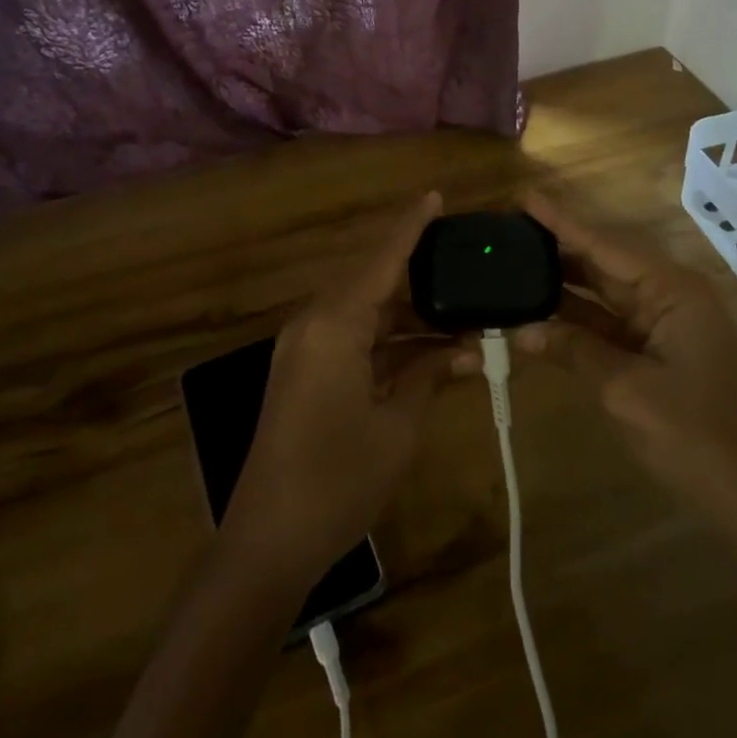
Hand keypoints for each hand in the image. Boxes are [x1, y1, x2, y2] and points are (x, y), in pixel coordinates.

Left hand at [223, 191, 478, 578]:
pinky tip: (426, 350)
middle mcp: (314, 323)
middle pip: (373, 283)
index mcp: (335, 324)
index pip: (382, 261)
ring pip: (365, 312)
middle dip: (420, 277)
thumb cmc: (338, 480)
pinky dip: (387, 340)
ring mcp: (304, 348)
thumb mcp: (398, 426)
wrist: (268, 541)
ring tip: (460, 316)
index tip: (435, 196)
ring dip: (408, 316)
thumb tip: (469, 350)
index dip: (411, 227)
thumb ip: (431, 375)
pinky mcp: (302, 372)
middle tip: (466, 269)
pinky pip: (351, 338)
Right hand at [514, 191, 736, 527]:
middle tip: (508, 230)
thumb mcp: (626, 390)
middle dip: (557, 249)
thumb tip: (522, 331)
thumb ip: (573, 351)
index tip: (524, 197)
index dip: (561, 223)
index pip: (605, 246)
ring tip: (513, 263)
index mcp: (673, 291)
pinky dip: (576, 322)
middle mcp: (670, 297)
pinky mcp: (658, 354)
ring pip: (603, 295)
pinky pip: (609, 325)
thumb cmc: (695, 436)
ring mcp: (665, 326)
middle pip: (604, 263)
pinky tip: (539, 314)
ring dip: (562, 286)